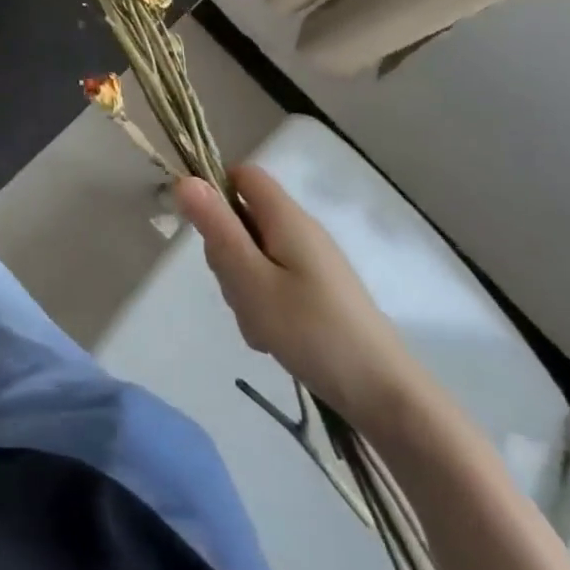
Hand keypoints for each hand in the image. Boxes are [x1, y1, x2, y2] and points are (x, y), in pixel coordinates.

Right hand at [174, 163, 427, 433]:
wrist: (384, 395)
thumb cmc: (311, 331)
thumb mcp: (250, 279)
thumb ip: (217, 228)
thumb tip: (185, 179)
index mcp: (287, 218)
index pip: (243, 175)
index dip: (215, 191)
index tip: (205, 232)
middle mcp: (301, 231)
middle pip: (244, 216)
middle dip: (226, 250)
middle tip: (236, 288)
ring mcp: (311, 262)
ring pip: (254, 252)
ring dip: (241, 282)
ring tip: (256, 320)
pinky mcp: (317, 290)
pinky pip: (273, 279)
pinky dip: (262, 301)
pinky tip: (270, 336)